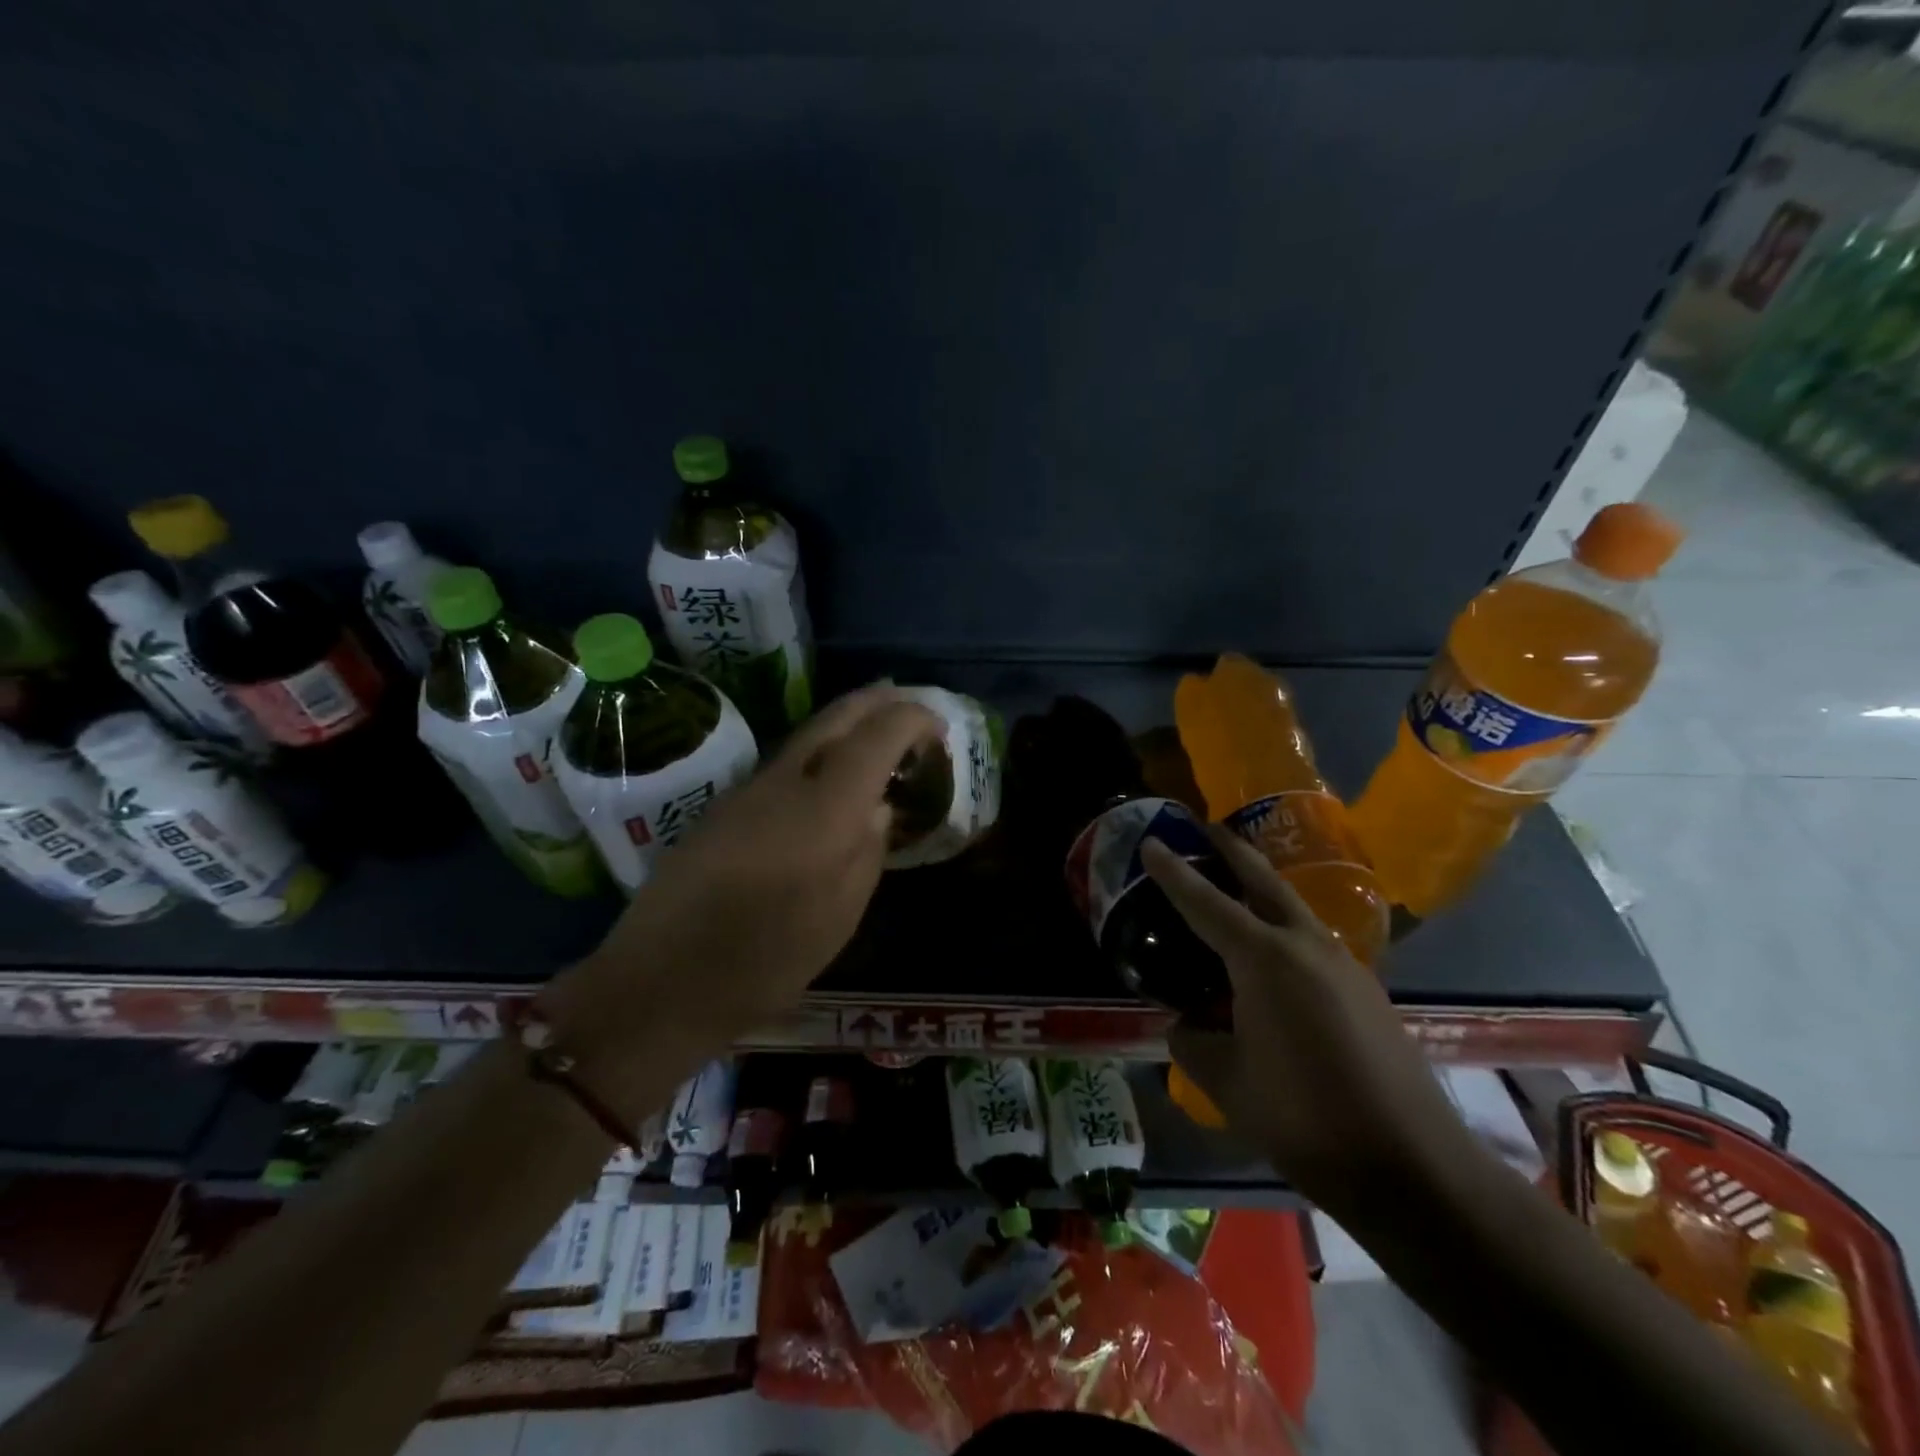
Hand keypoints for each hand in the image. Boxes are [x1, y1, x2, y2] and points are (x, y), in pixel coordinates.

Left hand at [551, 686, 941, 1080]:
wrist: (660, 980)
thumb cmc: (765, 960)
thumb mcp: (839, 916)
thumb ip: (867, 852)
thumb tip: (878, 808)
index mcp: (824, 808)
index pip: (877, 735)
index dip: (913, 719)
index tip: (938, 727)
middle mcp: (785, 782)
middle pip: (836, 717)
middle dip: (877, 701)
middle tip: (908, 700)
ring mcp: (748, 790)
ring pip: (807, 735)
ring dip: (846, 722)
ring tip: (877, 728)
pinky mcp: (725, 806)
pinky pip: (785, 762)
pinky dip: (819, 752)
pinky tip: (829, 775)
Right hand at [1144, 827, 1467, 1206]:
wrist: (1413, 1168)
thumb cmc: (1305, 1118)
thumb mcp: (1228, 1084)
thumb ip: (1194, 1044)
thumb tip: (1184, 1027)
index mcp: (1264, 959)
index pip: (1205, 902)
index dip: (1173, 872)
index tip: (1150, 841)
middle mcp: (1305, 946)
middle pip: (1262, 880)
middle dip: (1231, 850)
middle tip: (1204, 827)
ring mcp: (1344, 965)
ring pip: (1292, 908)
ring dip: (1261, 887)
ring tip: (1233, 886)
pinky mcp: (1366, 991)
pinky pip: (1312, 941)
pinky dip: (1283, 928)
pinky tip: (1272, 959)